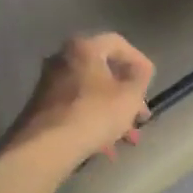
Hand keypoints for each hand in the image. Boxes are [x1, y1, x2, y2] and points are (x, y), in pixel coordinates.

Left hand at [2, 33, 153, 171]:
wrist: (46, 146)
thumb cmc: (94, 114)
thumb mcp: (129, 96)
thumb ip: (140, 77)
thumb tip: (140, 69)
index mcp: (84, 48)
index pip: (118, 43)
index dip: (139, 61)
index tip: (150, 82)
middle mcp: (62, 59)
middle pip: (104, 72)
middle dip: (127, 96)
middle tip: (141, 115)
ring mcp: (49, 84)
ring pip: (91, 94)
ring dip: (113, 114)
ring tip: (129, 139)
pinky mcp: (43, 108)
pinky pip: (77, 110)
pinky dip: (94, 123)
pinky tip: (107, 148)